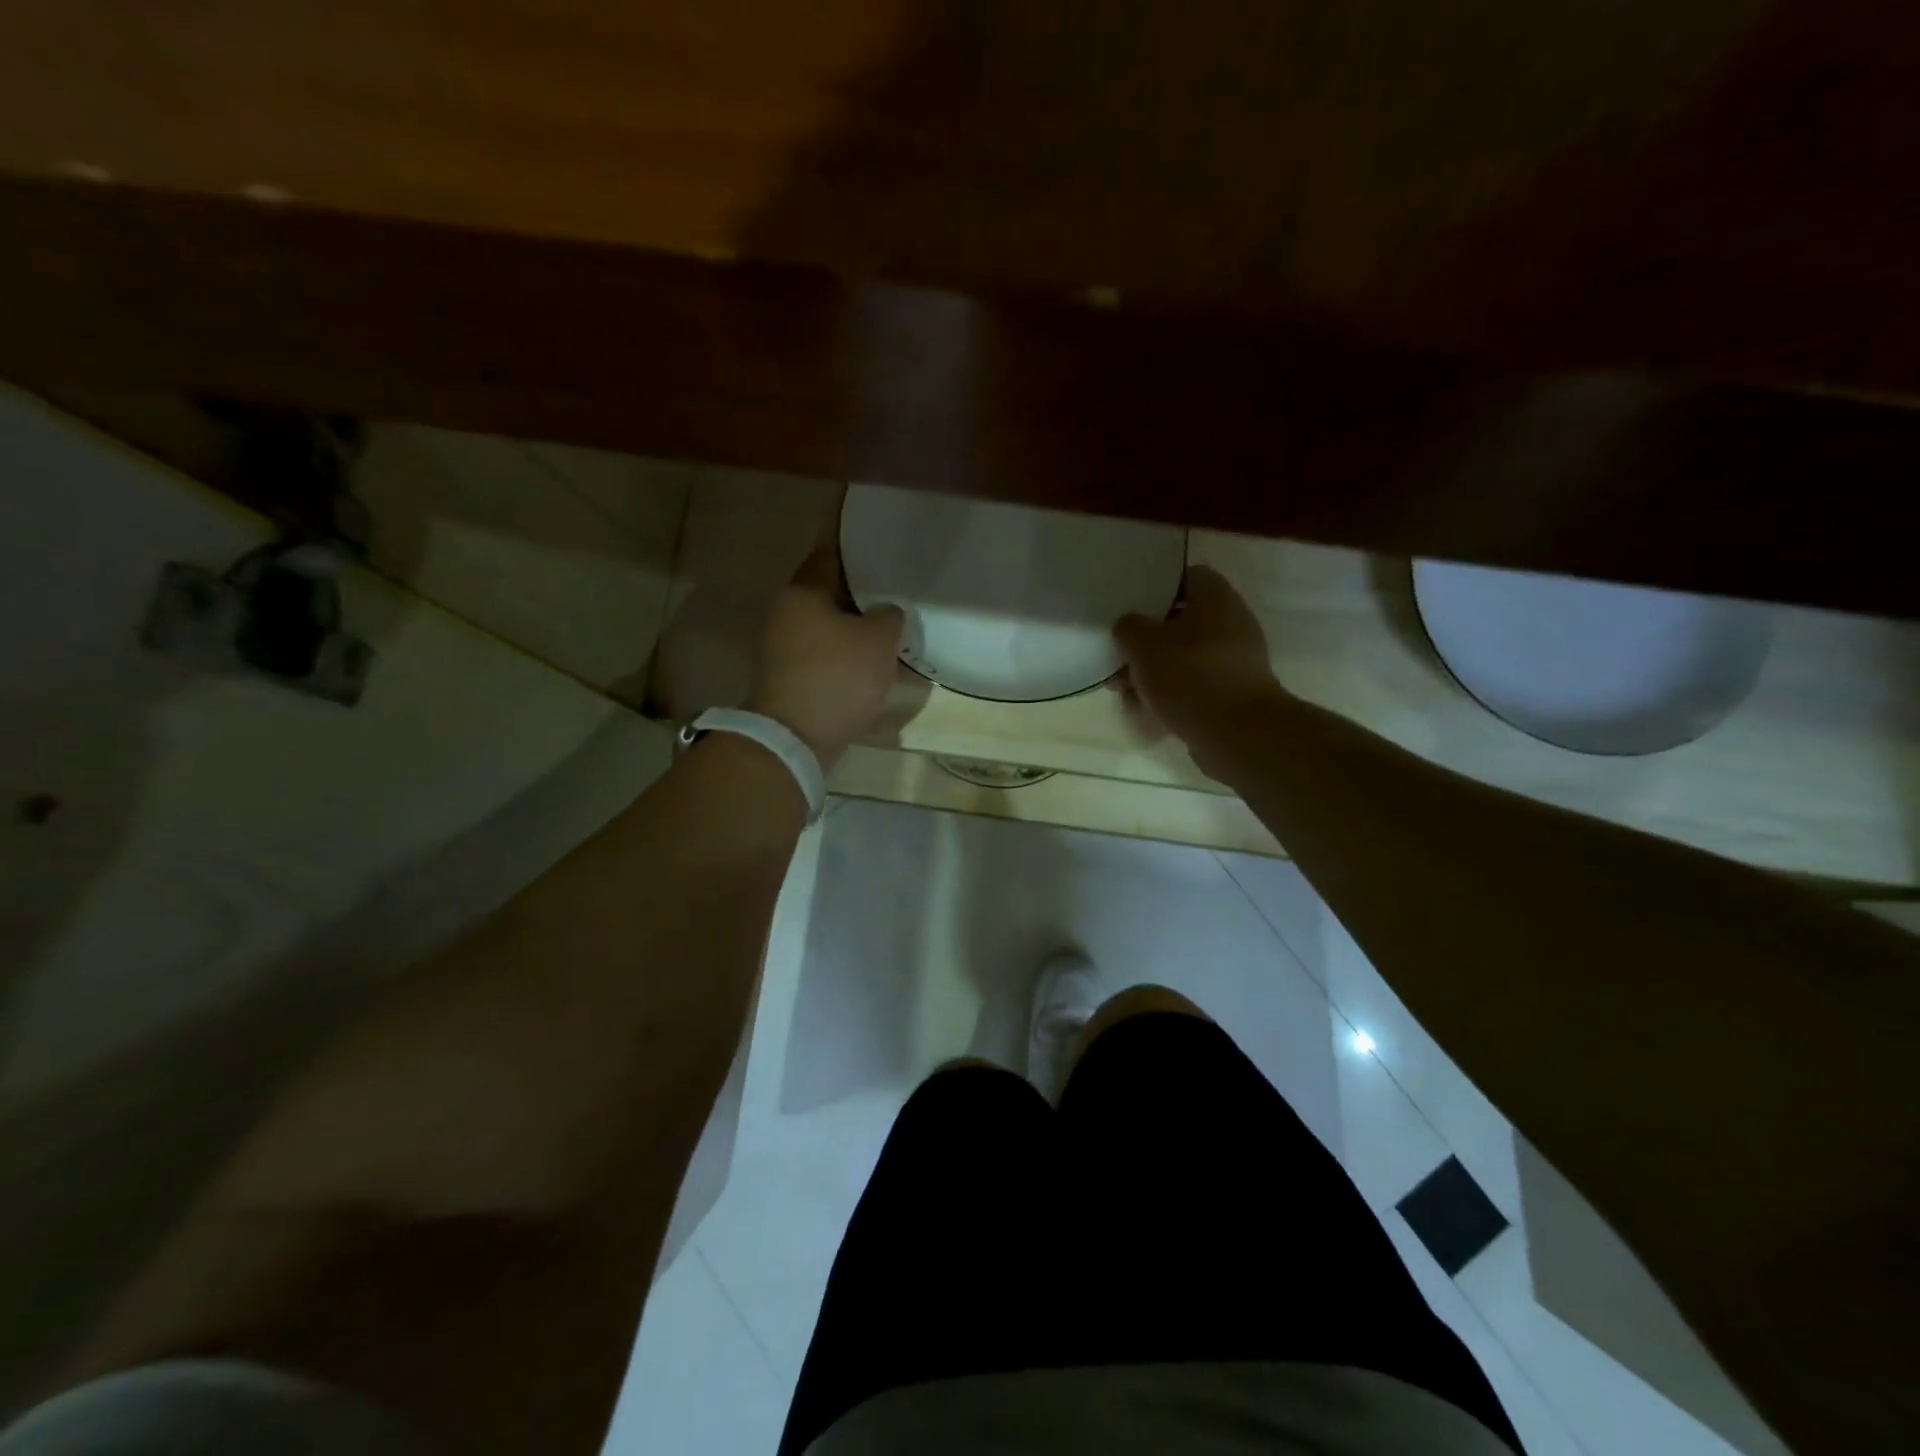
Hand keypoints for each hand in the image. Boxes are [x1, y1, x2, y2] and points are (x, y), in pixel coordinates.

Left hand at [749, 545, 905, 768]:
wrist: (795, 737)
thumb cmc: (837, 677)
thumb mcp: (878, 641)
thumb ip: (889, 616)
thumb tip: (886, 611)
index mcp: (804, 590)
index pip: (831, 550)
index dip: (855, 539)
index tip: (875, 529)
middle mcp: (787, 609)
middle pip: (829, 586)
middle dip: (860, 583)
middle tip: (894, 575)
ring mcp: (784, 643)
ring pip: (827, 619)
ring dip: (855, 618)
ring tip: (890, 613)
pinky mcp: (790, 672)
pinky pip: (824, 647)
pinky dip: (846, 645)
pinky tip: (872, 650)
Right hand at [1113, 566, 1285, 750]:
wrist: (1238, 734)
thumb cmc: (1189, 677)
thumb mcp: (1143, 646)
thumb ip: (1128, 627)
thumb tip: (1130, 626)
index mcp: (1215, 598)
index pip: (1185, 577)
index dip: (1154, 589)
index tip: (1129, 608)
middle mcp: (1231, 622)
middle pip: (1180, 622)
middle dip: (1146, 643)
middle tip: (1120, 659)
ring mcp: (1235, 660)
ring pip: (1184, 658)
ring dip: (1154, 673)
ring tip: (1126, 694)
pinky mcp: (1233, 693)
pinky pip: (1194, 685)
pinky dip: (1171, 695)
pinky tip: (1147, 713)